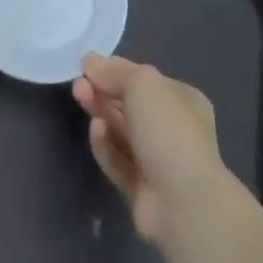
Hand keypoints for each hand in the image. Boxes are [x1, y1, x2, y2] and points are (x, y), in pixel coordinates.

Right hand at [72, 53, 226, 241]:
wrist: (183, 202)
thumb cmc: (168, 130)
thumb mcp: (142, 84)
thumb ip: (114, 72)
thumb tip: (90, 60)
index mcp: (183, 100)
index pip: (143, 79)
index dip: (115, 70)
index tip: (88, 65)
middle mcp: (172, 129)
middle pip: (129, 105)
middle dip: (103, 92)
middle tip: (78, 84)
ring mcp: (157, 161)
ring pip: (121, 132)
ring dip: (100, 114)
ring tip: (82, 99)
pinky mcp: (140, 189)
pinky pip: (117, 160)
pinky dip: (105, 144)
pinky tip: (95, 131)